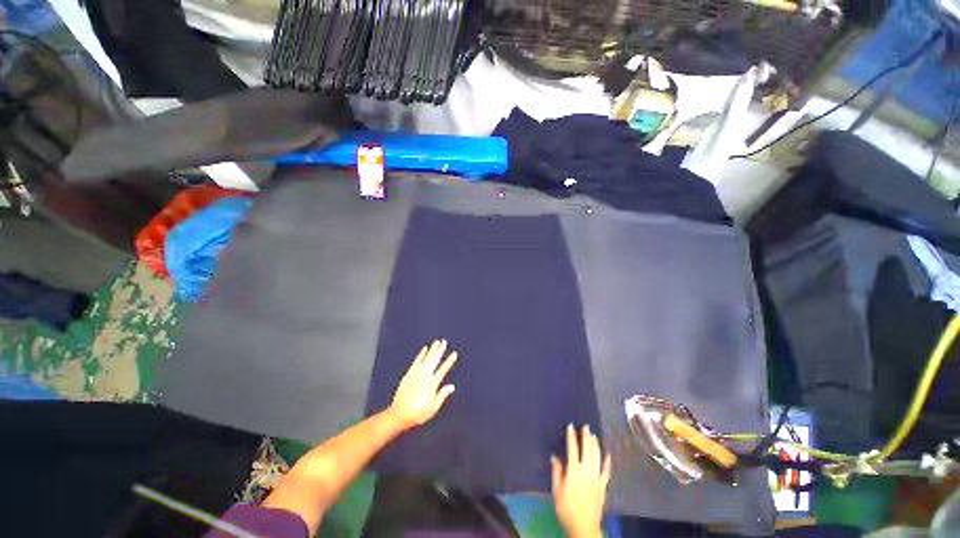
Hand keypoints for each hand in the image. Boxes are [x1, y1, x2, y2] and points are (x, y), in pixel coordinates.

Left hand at [389, 339, 457, 429]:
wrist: (399, 414)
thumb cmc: (418, 413)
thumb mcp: (433, 408)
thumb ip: (442, 395)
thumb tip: (452, 386)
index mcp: (432, 383)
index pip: (443, 369)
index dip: (450, 361)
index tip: (454, 354)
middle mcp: (425, 375)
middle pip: (435, 359)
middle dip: (440, 350)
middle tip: (445, 341)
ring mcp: (416, 373)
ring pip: (426, 358)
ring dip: (432, 349)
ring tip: (437, 342)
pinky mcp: (409, 373)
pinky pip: (416, 360)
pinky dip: (421, 354)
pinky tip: (425, 348)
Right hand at [551, 424, 611, 537]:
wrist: (584, 526)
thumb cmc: (567, 508)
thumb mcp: (557, 491)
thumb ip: (556, 472)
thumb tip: (554, 457)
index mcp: (574, 471)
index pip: (572, 449)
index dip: (571, 436)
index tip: (571, 425)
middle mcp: (586, 471)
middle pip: (587, 450)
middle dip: (586, 437)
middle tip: (586, 426)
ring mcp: (596, 478)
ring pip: (597, 457)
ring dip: (595, 445)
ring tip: (593, 436)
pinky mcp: (603, 486)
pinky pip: (606, 471)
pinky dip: (607, 462)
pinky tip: (608, 455)